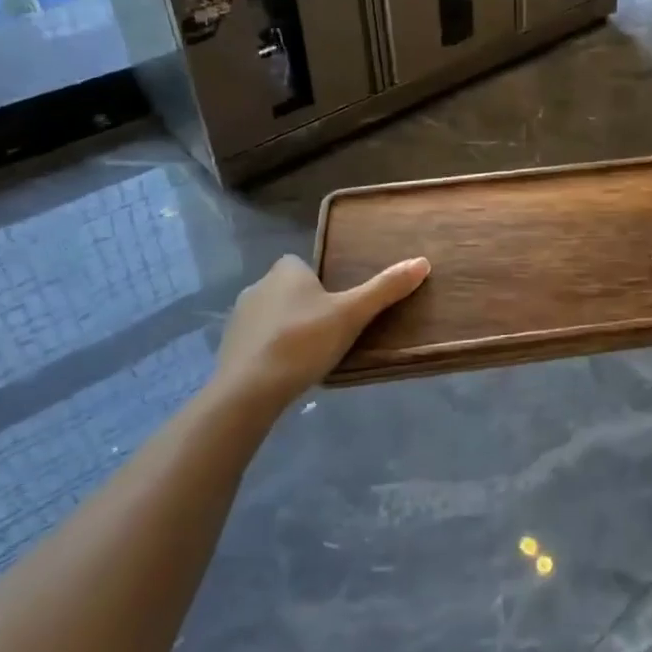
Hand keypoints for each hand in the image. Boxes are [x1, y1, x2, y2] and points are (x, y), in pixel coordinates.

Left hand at [214, 253, 428, 405]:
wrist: (248, 390)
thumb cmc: (303, 341)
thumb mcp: (353, 314)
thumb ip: (385, 288)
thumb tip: (423, 261)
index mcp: (286, 270)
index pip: (304, 265)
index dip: (321, 282)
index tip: (338, 305)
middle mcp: (258, 286)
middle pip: (289, 290)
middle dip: (306, 306)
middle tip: (331, 331)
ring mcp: (239, 318)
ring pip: (272, 316)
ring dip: (287, 329)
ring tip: (311, 354)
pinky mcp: (228, 348)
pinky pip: (257, 342)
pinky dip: (270, 351)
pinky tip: (286, 372)